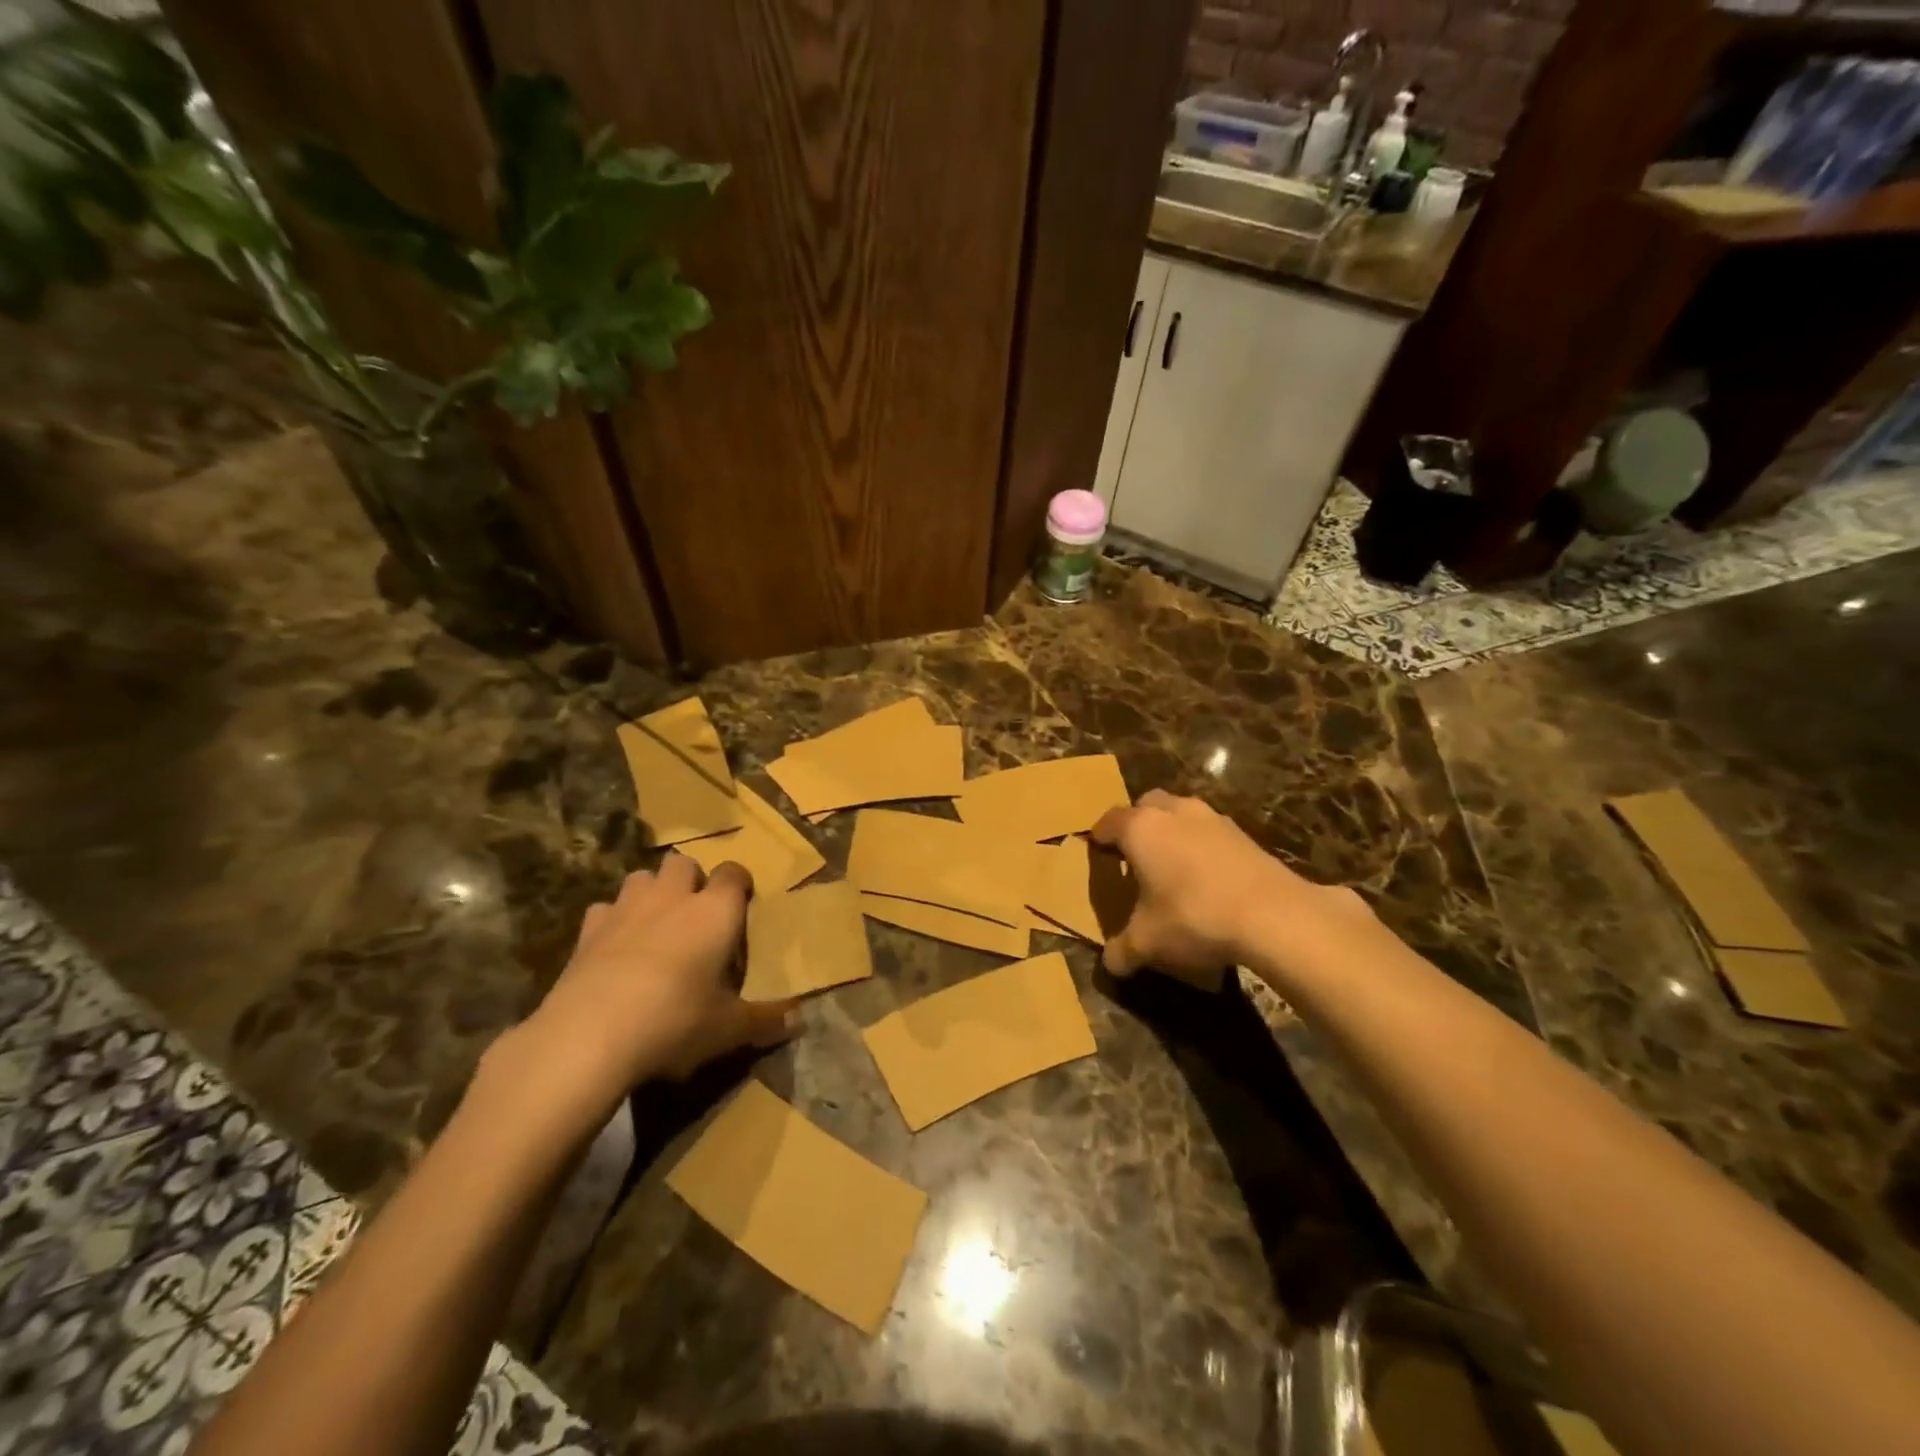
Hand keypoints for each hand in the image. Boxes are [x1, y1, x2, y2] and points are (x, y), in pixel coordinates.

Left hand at [514, 856, 798, 1108]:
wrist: (589, 1035)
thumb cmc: (675, 1021)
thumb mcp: (729, 1028)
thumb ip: (766, 1020)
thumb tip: (800, 1021)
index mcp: (715, 911)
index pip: (734, 873)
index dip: (739, 884)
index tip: (742, 904)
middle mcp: (673, 897)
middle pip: (683, 863)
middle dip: (691, 881)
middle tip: (696, 915)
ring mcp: (626, 908)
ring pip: (641, 877)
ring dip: (652, 892)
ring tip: (656, 925)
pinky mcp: (588, 930)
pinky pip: (605, 909)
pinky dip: (613, 920)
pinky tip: (615, 947)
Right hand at [1090, 790, 1372, 985]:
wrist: (1273, 915)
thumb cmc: (1193, 917)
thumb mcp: (1147, 943)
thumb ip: (1122, 951)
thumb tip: (1110, 964)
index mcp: (1140, 828)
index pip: (1109, 821)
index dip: (1100, 837)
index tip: (1097, 852)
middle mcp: (1173, 812)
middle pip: (1147, 805)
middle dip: (1138, 823)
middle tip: (1135, 855)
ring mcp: (1212, 818)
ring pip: (1182, 813)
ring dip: (1173, 831)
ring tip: (1173, 866)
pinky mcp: (1244, 833)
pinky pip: (1210, 831)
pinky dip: (1202, 845)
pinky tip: (1208, 878)